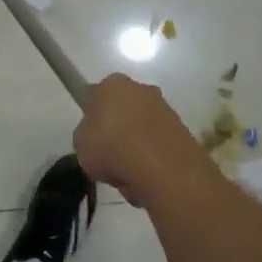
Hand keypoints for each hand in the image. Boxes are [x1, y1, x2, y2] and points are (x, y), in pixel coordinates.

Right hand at [72, 74, 208, 206]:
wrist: (162, 168)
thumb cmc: (111, 147)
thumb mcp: (80, 143)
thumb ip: (86, 134)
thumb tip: (97, 136)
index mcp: (113, 84)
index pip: (95, 97)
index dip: (92, 118)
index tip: (91, 138)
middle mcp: (141, 89)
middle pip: (122, 111)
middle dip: (117, 131)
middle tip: (108, 157)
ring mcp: (164, 108)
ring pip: (141, 129)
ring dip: (135, 148)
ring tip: (128, 174)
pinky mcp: (182, 130)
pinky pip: (157, 145)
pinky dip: (152, 159)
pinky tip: (146, 177)